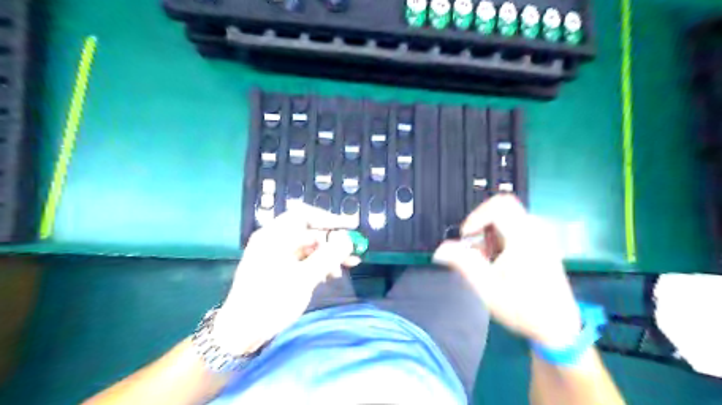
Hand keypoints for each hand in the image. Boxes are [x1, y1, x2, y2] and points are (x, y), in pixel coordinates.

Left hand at [212, 204, 361, 351]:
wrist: (241, 332)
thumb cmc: (271, 301)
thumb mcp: (304, 278)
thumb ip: (328, 256)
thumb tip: (347, 240)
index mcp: (274, 236)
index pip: (304, 214)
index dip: (328, 219)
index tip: (349, 227)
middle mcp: (274, 241)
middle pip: (309, 232)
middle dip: (332, 242)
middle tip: (352, 253)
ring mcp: (276, 255)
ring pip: (309, 247)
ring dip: (328, 255)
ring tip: (346, 268)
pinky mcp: (279, 269)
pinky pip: (303, 259)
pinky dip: (318, 264)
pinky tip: (330, 275)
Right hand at [434, 195, 578, 345]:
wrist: (558, 327)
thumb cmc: (523, 308)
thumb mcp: (486, 287)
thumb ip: (462, 263)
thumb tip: (440, 250)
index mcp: (524, 237)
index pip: (498, 205)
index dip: (476, 217)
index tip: (467, 238)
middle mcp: (536, 231)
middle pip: (501, 211)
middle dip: (481, 227)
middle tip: (476, 251)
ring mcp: (541, 237)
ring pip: (507, 219)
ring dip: (490, 235)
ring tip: (487, 261)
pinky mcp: (542, 244)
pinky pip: (516, 228)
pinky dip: (501, 239)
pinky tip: (499, 262)